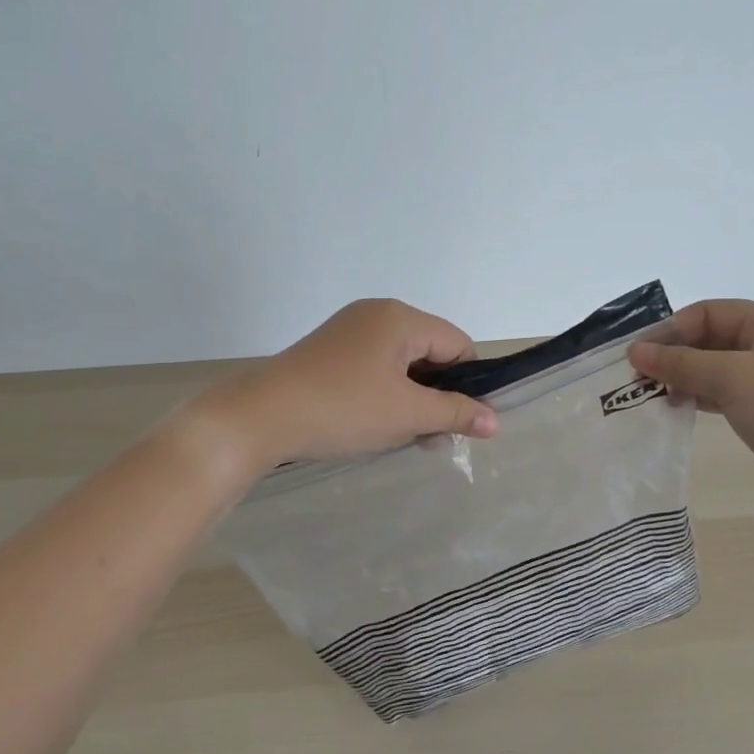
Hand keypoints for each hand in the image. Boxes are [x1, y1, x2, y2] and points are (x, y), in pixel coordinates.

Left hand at [193, 299, 498, 474]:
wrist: (259, 418)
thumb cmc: (342, 409)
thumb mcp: (406, 415)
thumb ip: (455, 414)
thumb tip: (495, 422)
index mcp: (400, 317)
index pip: (458, 344)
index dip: (469, 383)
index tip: (465, 423)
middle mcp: (376, 314)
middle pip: (430, 352)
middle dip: (438, 396)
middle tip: (434, 438)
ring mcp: (348, 331)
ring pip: (402, 364)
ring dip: (412, 400)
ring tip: (407, 439)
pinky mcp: (329, 352)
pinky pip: (374, 369)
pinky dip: (385, 395)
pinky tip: (378, 426)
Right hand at [629, 300, 753, 517]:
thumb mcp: (732, 379)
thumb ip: (681, 363)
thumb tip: (635, 351)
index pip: (708, 312)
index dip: (670, 330)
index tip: (636, 355)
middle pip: (710, 338)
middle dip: (674, 355)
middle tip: (638, 378)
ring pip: (715, 367)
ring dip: (684, 377)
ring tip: (652, 395)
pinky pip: (725, 391)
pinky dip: (700, 396)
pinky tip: (676, 407)